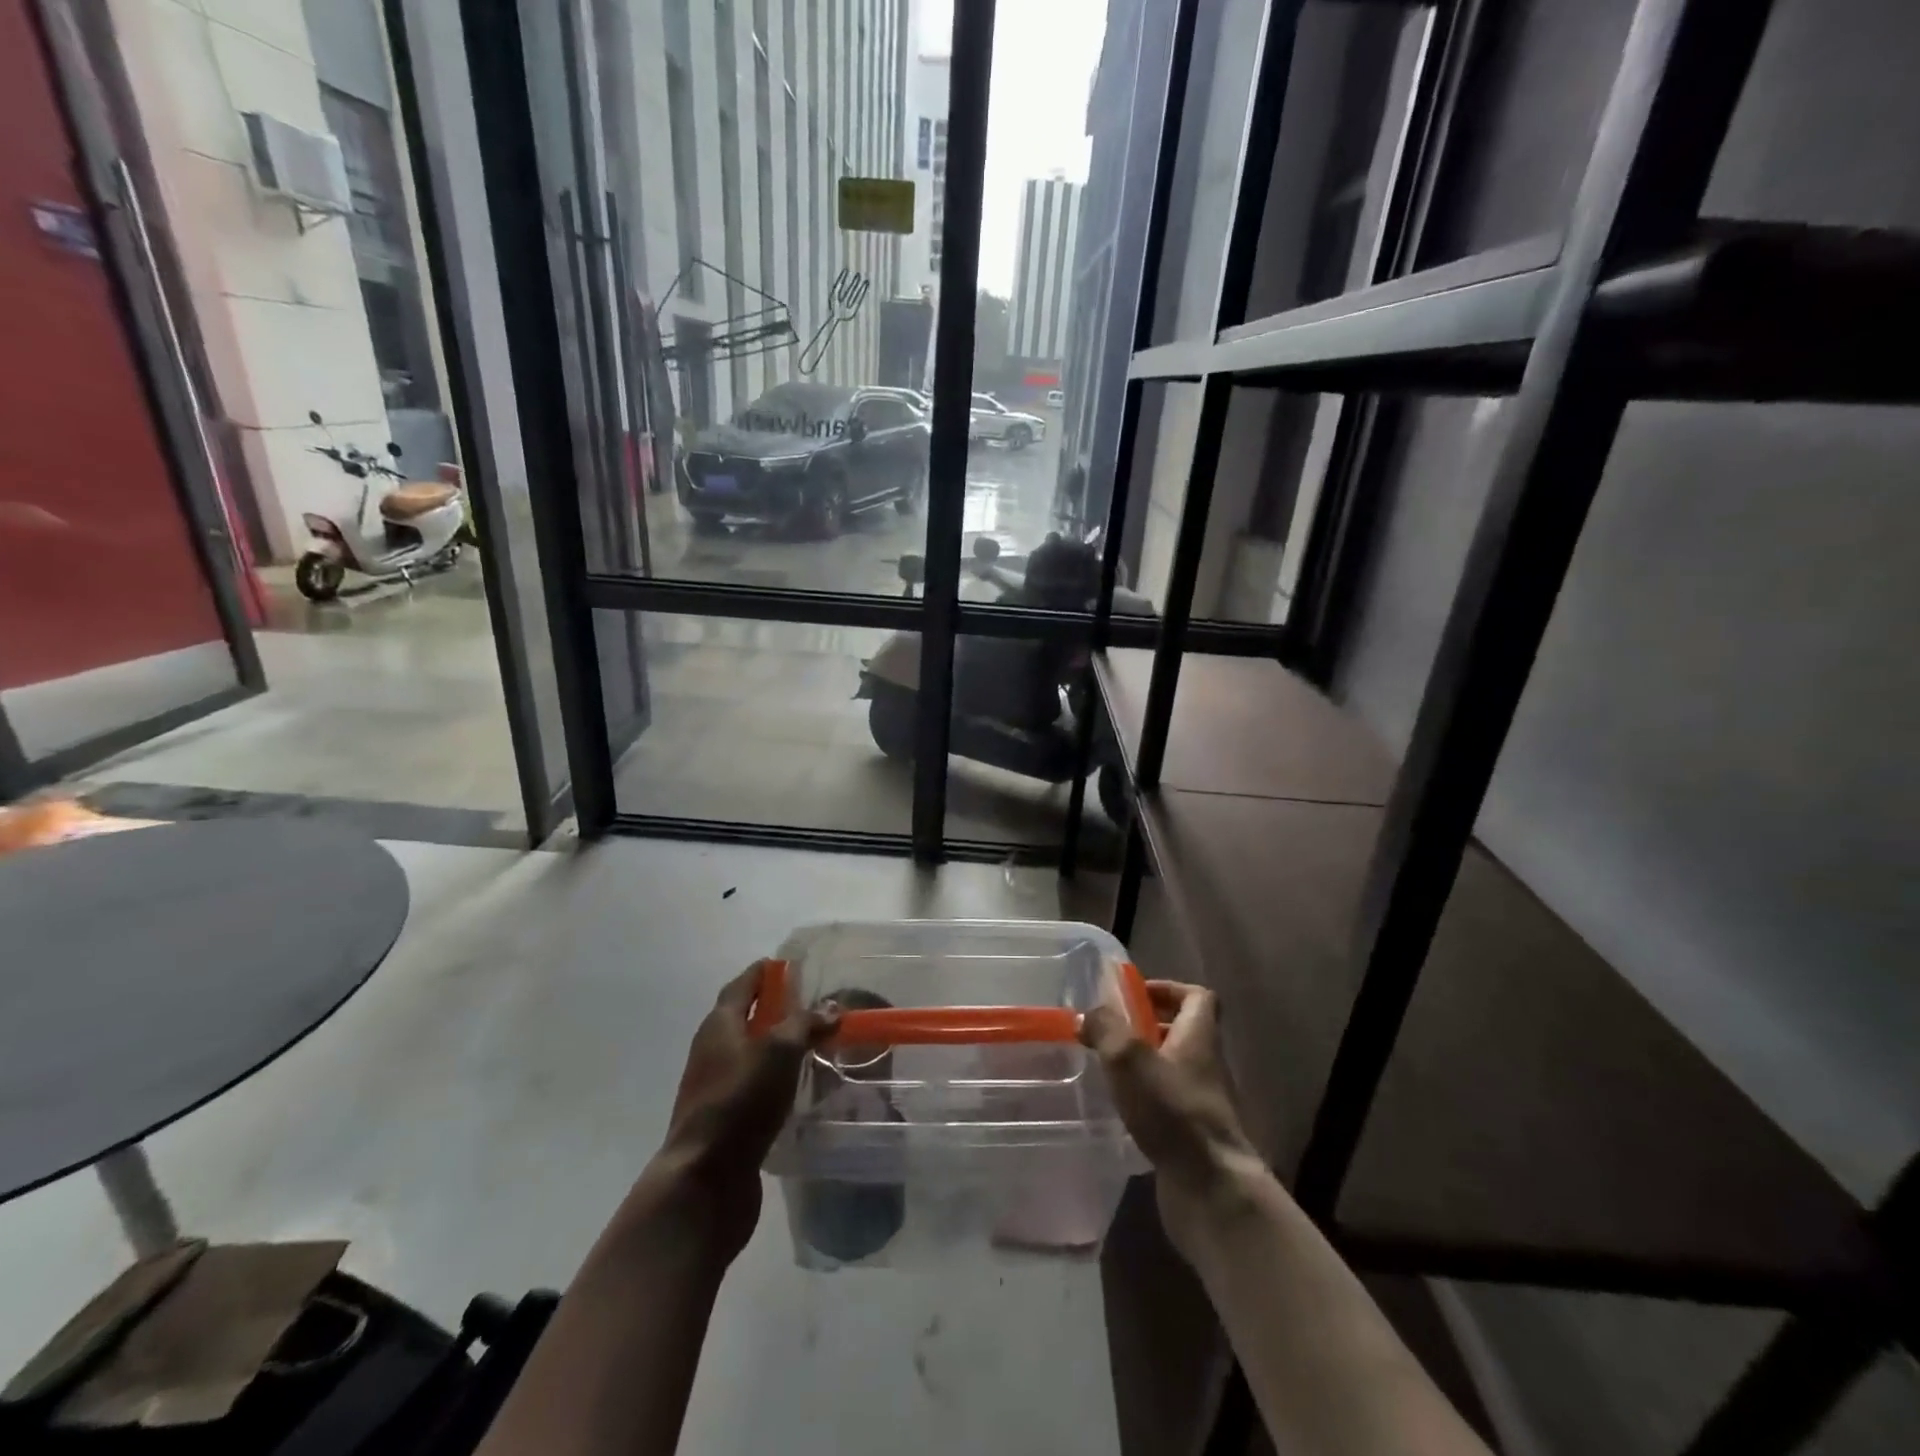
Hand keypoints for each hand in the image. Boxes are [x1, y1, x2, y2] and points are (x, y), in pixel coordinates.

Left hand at [651, 961, 838, 1256]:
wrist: (704, 1180)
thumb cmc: (740, 1101)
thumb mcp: (779, 1052)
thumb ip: (805, 1024)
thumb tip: (830, 1008)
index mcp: (720, 1025)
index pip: (742, 985)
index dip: (764, 972)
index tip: (789, 964)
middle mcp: (712, 1050)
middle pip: (743, 1018)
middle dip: (773, 1008)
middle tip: (811, 1004)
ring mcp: (715, 1087)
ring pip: (750, 1054)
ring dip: (776, 1046)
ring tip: (813, 1044)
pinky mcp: (725, 1120)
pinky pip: (753, 1087)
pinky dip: (775, 1079)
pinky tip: (799, 1087)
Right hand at [1080, 979, 1266, 1257]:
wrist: (1211, 1190)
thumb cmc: (1173, 1111)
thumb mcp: (1129, 1059)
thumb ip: (1106, 1029)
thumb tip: (1087, 1014)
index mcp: (1198, 1037)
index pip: (1197, 997)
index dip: (1169, 989)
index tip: (1136, 995)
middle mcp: (1205, 1065)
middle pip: (1183, 1032)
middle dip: (1148, 1027)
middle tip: (1111, 1031)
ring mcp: (1201, 1103)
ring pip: (1172, 1069)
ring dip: (1143, 1064)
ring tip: (1107, 1067)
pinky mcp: (1192, 1136)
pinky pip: (1167, 1103)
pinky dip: (1145, 1099)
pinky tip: (1119, 1107)